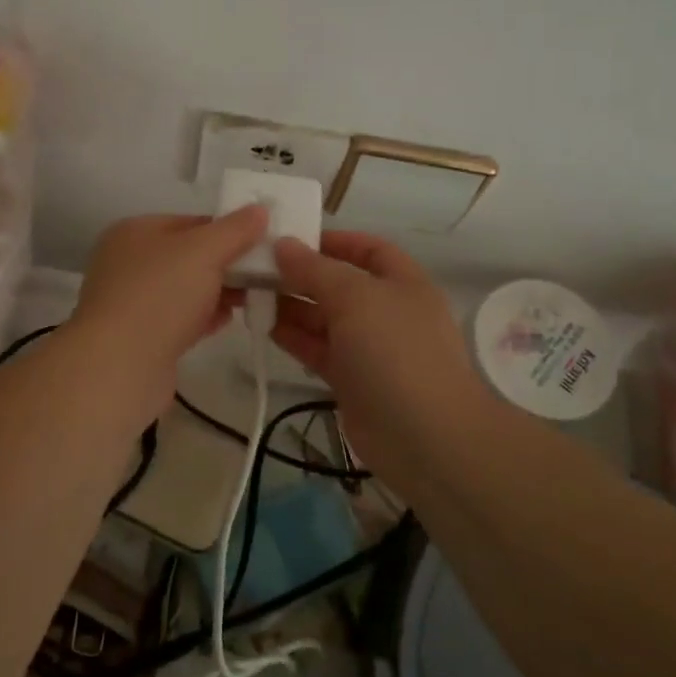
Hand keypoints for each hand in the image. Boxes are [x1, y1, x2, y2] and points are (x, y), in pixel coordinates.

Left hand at [70, 208, 268, 424]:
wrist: (119, 366)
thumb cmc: (160, 295)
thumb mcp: (203, 251)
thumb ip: (234, 230)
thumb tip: (260, 209)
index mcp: (134, 232)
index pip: (191, 222)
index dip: (228, 230)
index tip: (262, 243)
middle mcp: (128, 262)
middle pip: (188, 256)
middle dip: (225, 263)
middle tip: (264, 273)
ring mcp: (131, 302)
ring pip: (185, 289)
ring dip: (217, 292)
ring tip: (253, 297)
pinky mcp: (140, 338)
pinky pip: (179, 319)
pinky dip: (203, 317)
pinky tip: (228, 320)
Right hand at [272, 231, 496, 491]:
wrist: (424, 437)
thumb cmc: (394, 351)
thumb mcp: (354, 297)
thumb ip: (314, 269)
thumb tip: (283, 244)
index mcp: (402, 282)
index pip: (368, 249)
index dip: (332, 240)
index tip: (290, 239)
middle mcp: (387, 311)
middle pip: (340, 283)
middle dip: (302, 274)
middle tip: (257, 268)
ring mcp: (370, 348)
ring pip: (325, 318)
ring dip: (291, 306)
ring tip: (251, 295)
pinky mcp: (352, 380)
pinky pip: (318, 349)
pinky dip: (294, 337)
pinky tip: (263, 327)